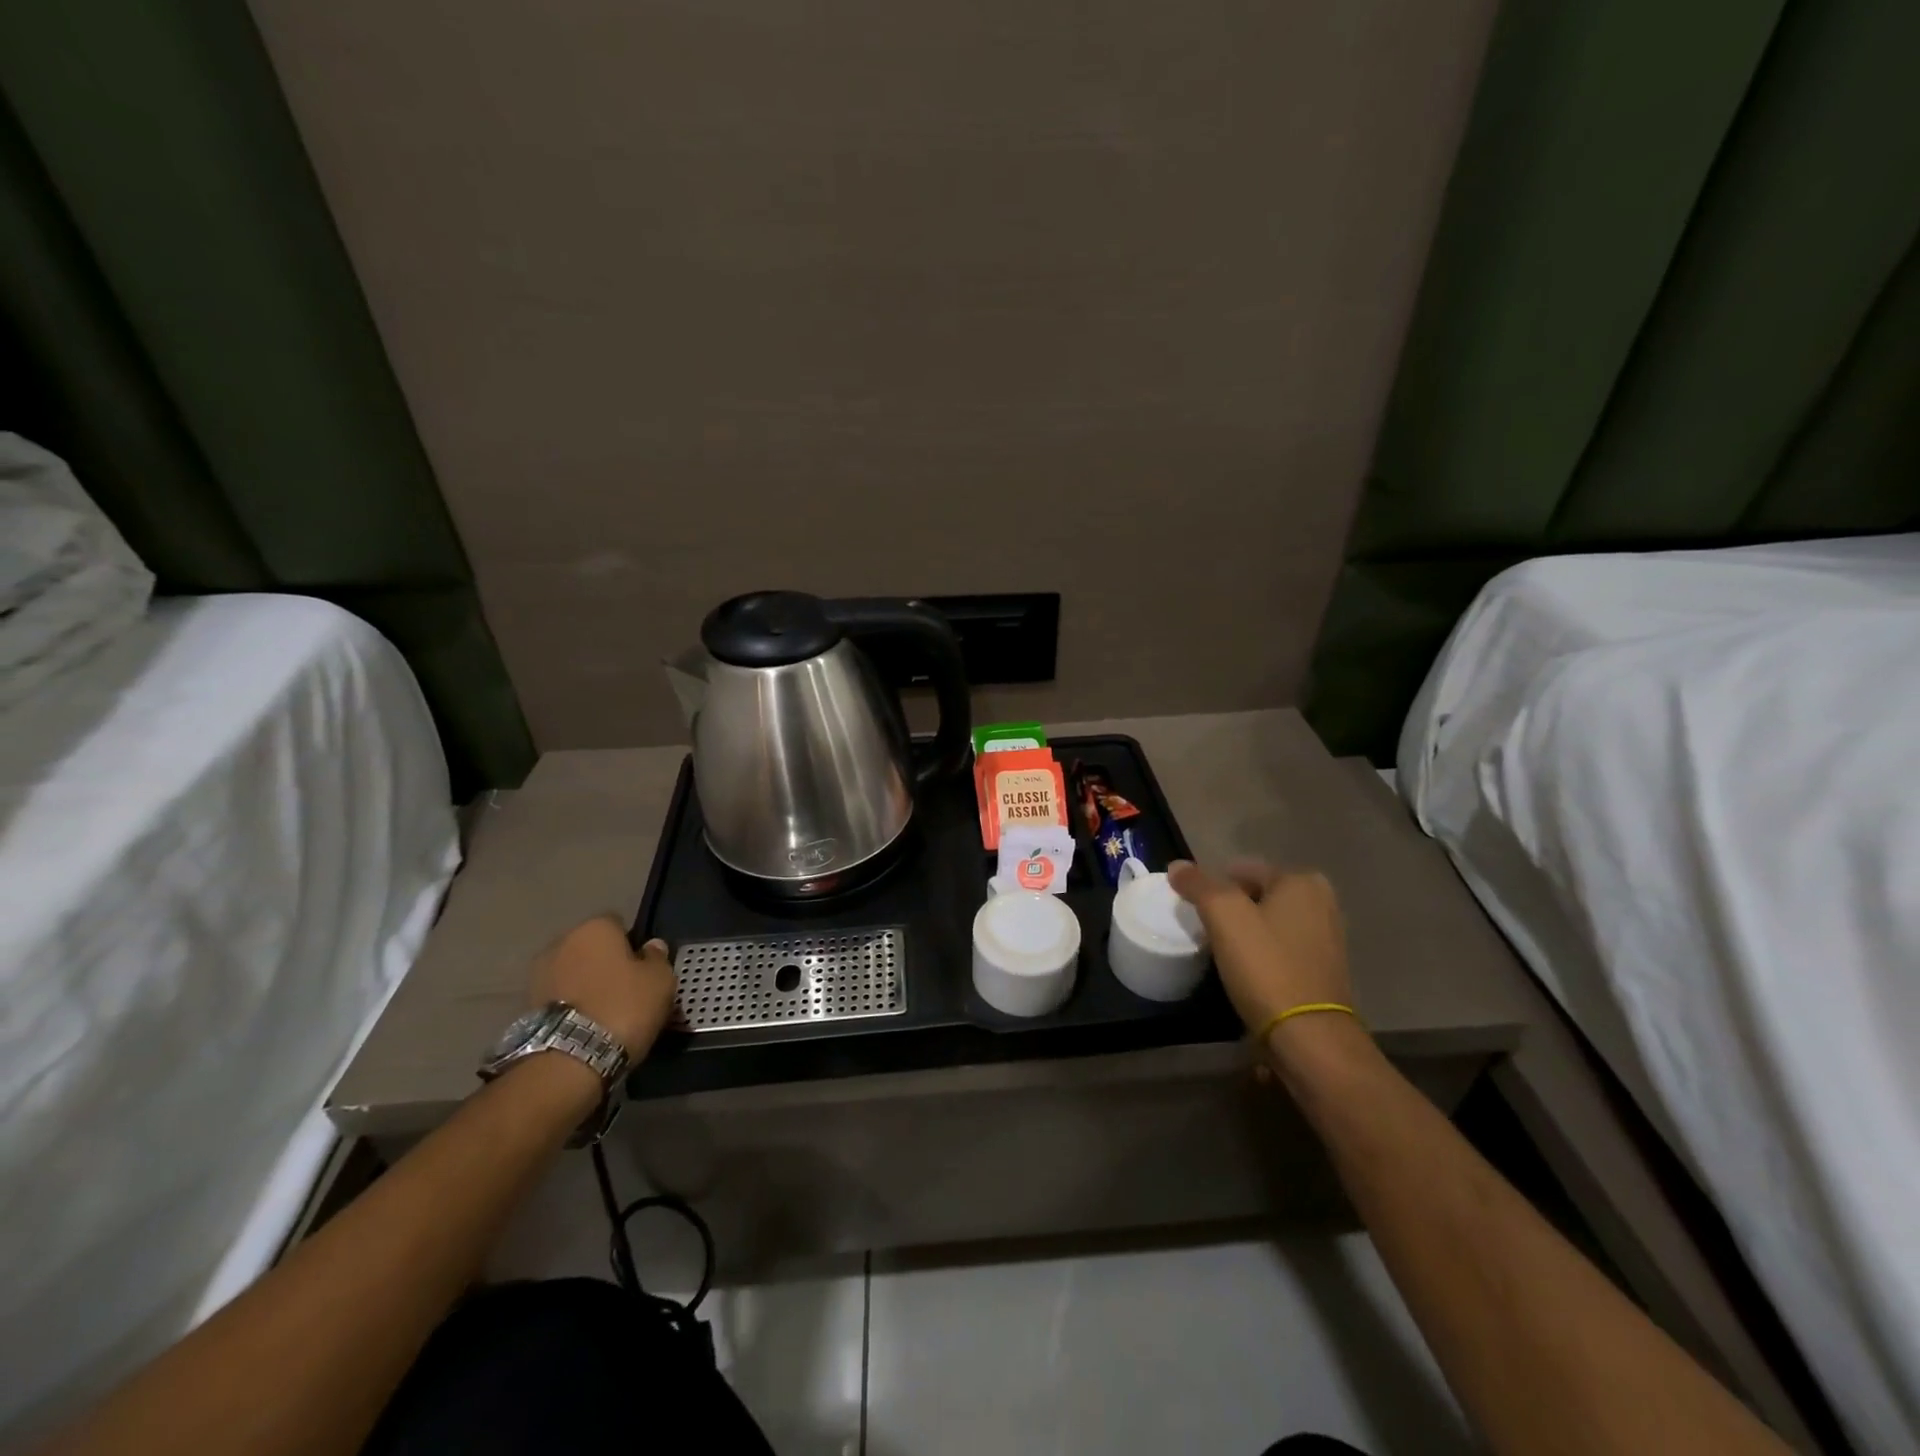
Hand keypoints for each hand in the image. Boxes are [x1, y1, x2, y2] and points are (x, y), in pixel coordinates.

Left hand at [529, 917, 677, 1061]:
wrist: (571, 1059)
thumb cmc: (624, 1006)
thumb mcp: (660, 980)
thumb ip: (657, 958)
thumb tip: (651, 947)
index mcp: (595, 927)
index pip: (618, 924)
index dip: (632, 944)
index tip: (643, 968)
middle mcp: (562, 942)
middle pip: (591, 948)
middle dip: (605, 963)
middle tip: (626, 989)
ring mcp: (539, 974)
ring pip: (573, 973)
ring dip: (585, 985)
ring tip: (605, 1012)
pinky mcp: (526, 1006)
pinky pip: (559, 997)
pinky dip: (571, 1006)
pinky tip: (587, 1025)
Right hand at [1168, 860, 1368, 1072]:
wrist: (1309, 1037)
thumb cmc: (1266, 966)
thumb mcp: (1223, 915)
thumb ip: (1198, 884)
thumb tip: (1177, 866)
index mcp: (1301, 881)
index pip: (1241, 869)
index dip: (1212, 887)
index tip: (1195, 912)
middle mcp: (1321, 902)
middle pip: (1256, 895)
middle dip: (1230, 910)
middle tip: (1206, 932)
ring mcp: (1327, 937)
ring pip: (1268, 923)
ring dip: (1245, 934)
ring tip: (1223, 954)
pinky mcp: (1324, 970)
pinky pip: (1281, 949)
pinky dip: (1262, 955)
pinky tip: (1247, 973)